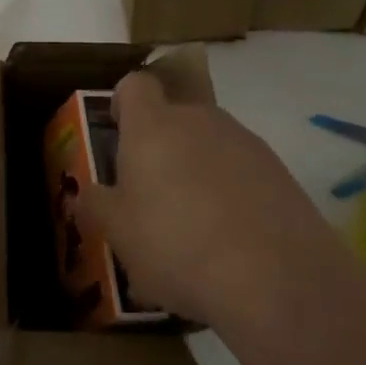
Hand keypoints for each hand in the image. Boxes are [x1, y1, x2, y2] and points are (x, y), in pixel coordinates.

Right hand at [77, 71, 316, 332]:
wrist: (276, 279)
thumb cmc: (175, 244)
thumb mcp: (118, 233)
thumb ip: (96, 206)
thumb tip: (84, 194)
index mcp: (152, 125)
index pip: (135, 85)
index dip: (124, 101)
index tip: (118, 130)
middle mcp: (199, 120)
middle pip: (175, 116)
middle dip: (162, 146)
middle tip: (151, 192)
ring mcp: (245, 143)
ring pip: (211, 145)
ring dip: (198, 171)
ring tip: (193, 227)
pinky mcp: (281, 173)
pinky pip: (244, 172)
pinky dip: (233, 194)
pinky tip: (230, 242)